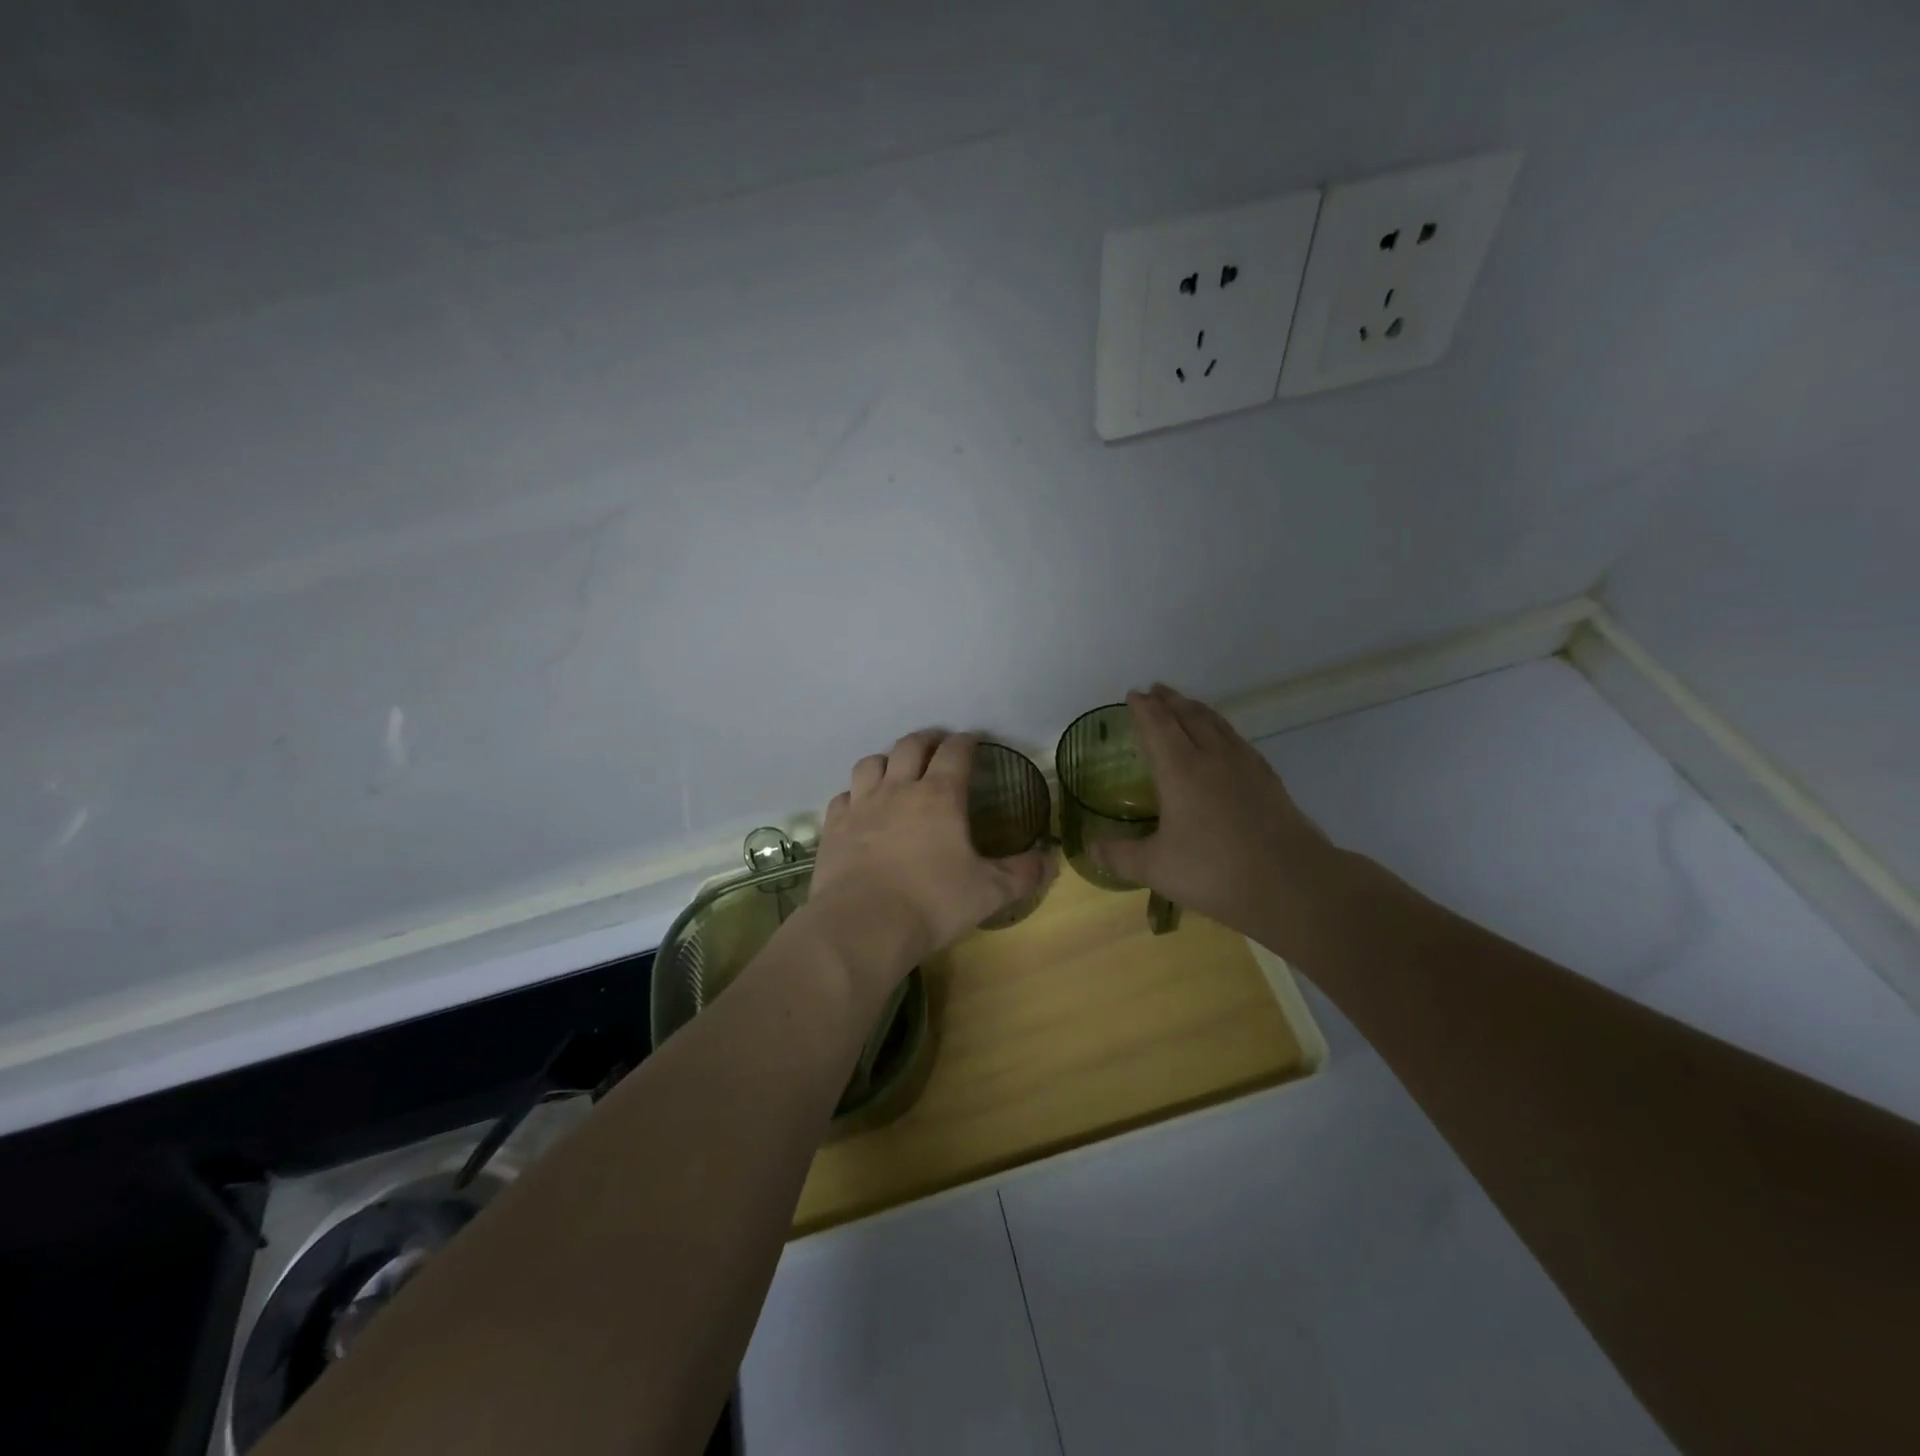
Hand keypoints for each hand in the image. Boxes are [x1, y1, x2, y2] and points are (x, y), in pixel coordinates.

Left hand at [807, 730, 1052, 989]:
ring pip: (871, 763)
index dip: (966, 741)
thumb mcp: (989, 892)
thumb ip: (1022, 873)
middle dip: (927, 740)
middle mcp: (898, 789)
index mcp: (940, 796)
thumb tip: (1050, 859)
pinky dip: (855, 794)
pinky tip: (859, 805)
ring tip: (895, 768)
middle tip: (938, 745)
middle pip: (910, 746)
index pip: (955, 752)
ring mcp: (861, 805)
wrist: (863, 924)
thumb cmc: (932, 903)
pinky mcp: (834, 827)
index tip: (974, 739)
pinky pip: (843, 796)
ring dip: (887, 759)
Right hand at [1094, 685, 1338, 942]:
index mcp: (1180, 770)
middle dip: (1170, 700)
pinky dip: (1223, 729)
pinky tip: (1226, 741)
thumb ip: (1119, 855)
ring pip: (1218, 724)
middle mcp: (1212, 757)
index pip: (1158, 726)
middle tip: (1157, 690)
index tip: (1134, 694)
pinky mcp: (1269, 780)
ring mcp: (1246, 766)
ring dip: (1198, 709)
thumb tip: (1091, 846)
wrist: (1291, 883)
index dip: (1144, 708)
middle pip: (1189, 716)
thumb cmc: (1214, 871)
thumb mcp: (1155, 868)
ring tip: (1187, 705)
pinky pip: (1239, 740)